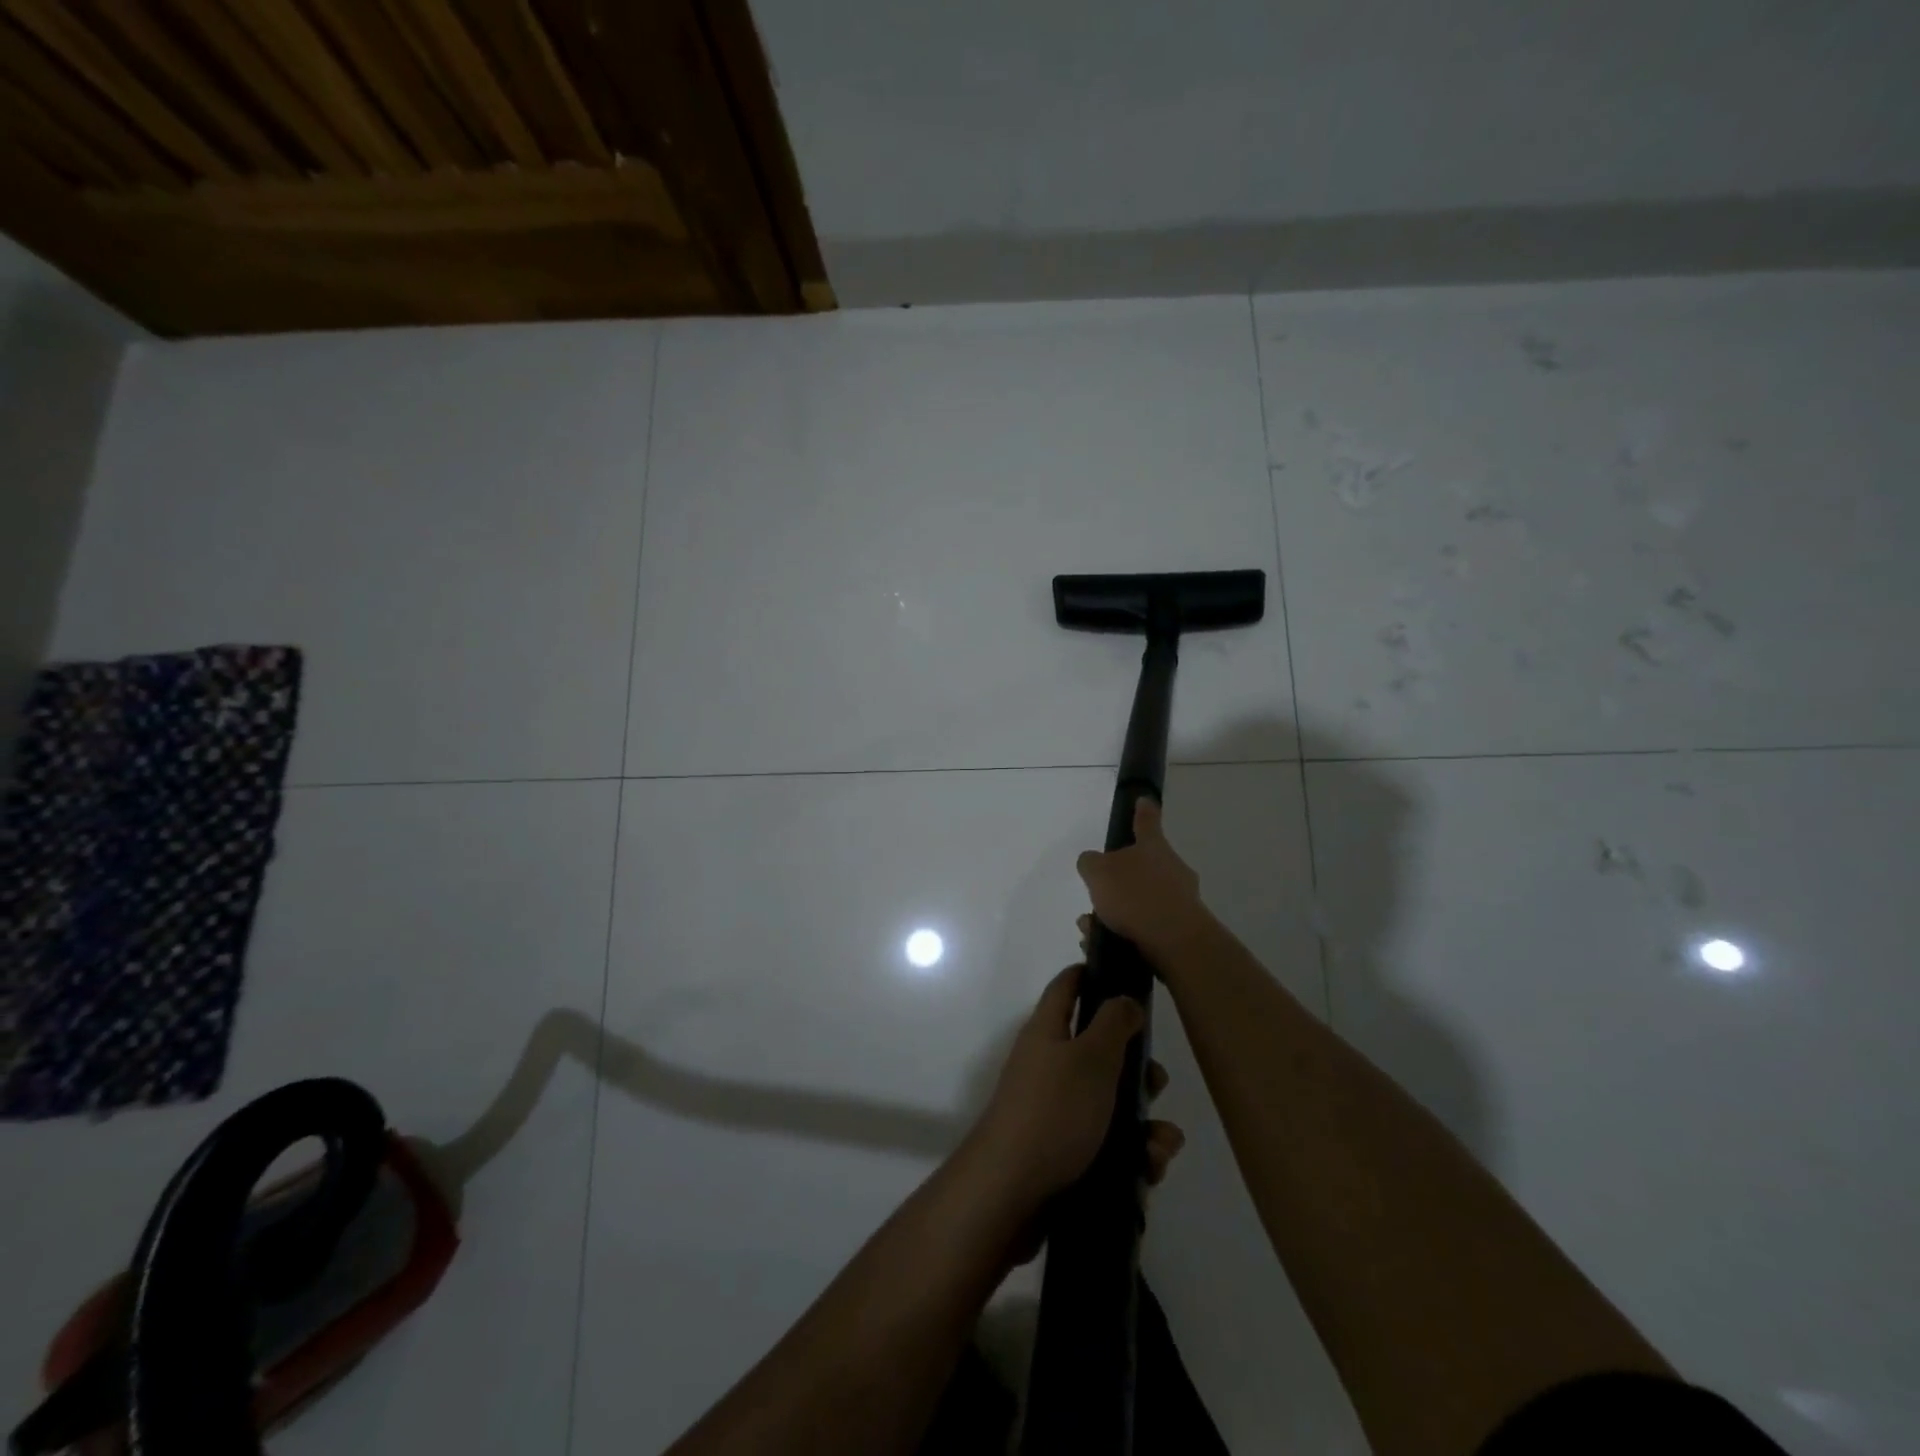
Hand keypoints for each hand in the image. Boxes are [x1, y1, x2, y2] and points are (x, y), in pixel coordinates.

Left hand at [966, 964, 1184, 1220]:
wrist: (1012, 1193)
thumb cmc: (1054, 1111)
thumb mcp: (1091, 1057)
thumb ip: (1113, 1024)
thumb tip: (1124, 999)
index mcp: (1048, 1031)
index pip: (1067, 987)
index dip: (1093, 975)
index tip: (1127, 978)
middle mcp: (1050, 1065)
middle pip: (1101, 1052)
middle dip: (1138, 1069)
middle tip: (1156, 1083)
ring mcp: (1057, 1111)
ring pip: (1113, 1105)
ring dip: (1145, 1124)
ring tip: (1160, 1146)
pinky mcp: (1066, 1154)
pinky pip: (1109, 1146)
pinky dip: (1133, 1156)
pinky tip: (1148, 1171)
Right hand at [1075, 797, 1211, 961]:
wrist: (1175, 942)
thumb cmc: (1135, 895)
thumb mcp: (1098, 872)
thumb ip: (1090, 863)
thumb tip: (1092, 862)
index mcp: (1153, 846)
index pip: (1146, 821)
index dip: (1142, 810)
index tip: (1144, 800)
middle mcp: (1172, 868)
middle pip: (1144, 865)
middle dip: (1119, 880)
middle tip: (1097, 894)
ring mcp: (1182, 898)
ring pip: (1142, 899)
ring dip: (1117, 911)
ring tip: (1091, 929)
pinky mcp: (1183, 929)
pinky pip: (1148, 925)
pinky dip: (1126, 931)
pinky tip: (1105, 944)